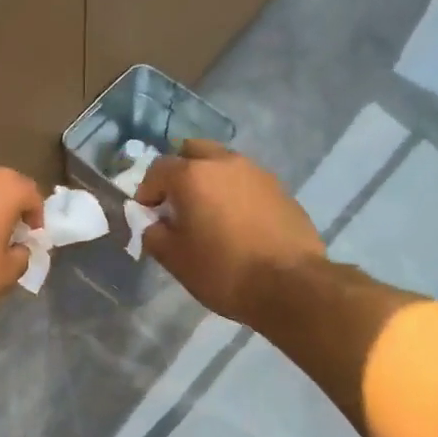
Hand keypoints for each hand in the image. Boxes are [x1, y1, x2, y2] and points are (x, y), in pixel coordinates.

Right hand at [137, 141, 325, 323]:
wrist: (291, 285)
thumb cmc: (223, 270)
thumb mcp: (174, 259)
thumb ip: (153, 234)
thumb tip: (153, 224)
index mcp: (193, 175)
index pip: (158, 169)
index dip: (147, 191)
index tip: (147, 215)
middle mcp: (225, 163)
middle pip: (193, 152)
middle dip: (179, 172)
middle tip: (177, 203)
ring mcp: (257, 173)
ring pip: (223, 164)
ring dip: (209, 180)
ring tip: (209, 214)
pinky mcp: (280, 189)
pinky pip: (247, 182)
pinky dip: (234, 193)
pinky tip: (237, 223)